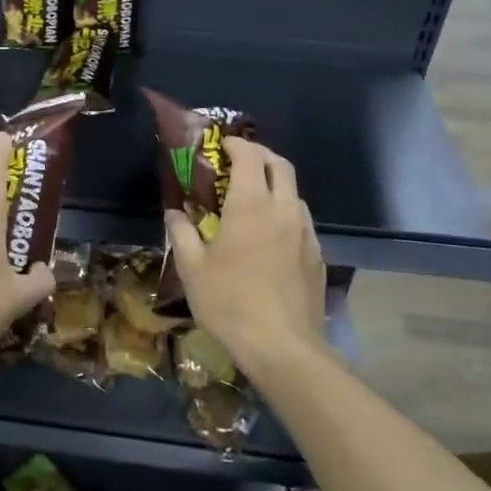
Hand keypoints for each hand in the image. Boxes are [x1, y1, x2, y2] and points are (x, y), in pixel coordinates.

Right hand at [165, 139, 327, 374]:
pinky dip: (285, 212)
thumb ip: (182, 233)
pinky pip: (301, 220)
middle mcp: (283, 209)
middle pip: (280, 165)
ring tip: (254, 198)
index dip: (235, 144)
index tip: (221, 144)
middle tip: (239, 161)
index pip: (249, 156)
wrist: (282, 346)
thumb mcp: (192, 268)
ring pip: (294, 192)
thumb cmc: (229, 302)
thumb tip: (174, 213)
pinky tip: (270, 235)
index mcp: (251, 204)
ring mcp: (305, 232)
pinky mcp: (317, 255)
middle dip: (260, 155)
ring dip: (275, 184)